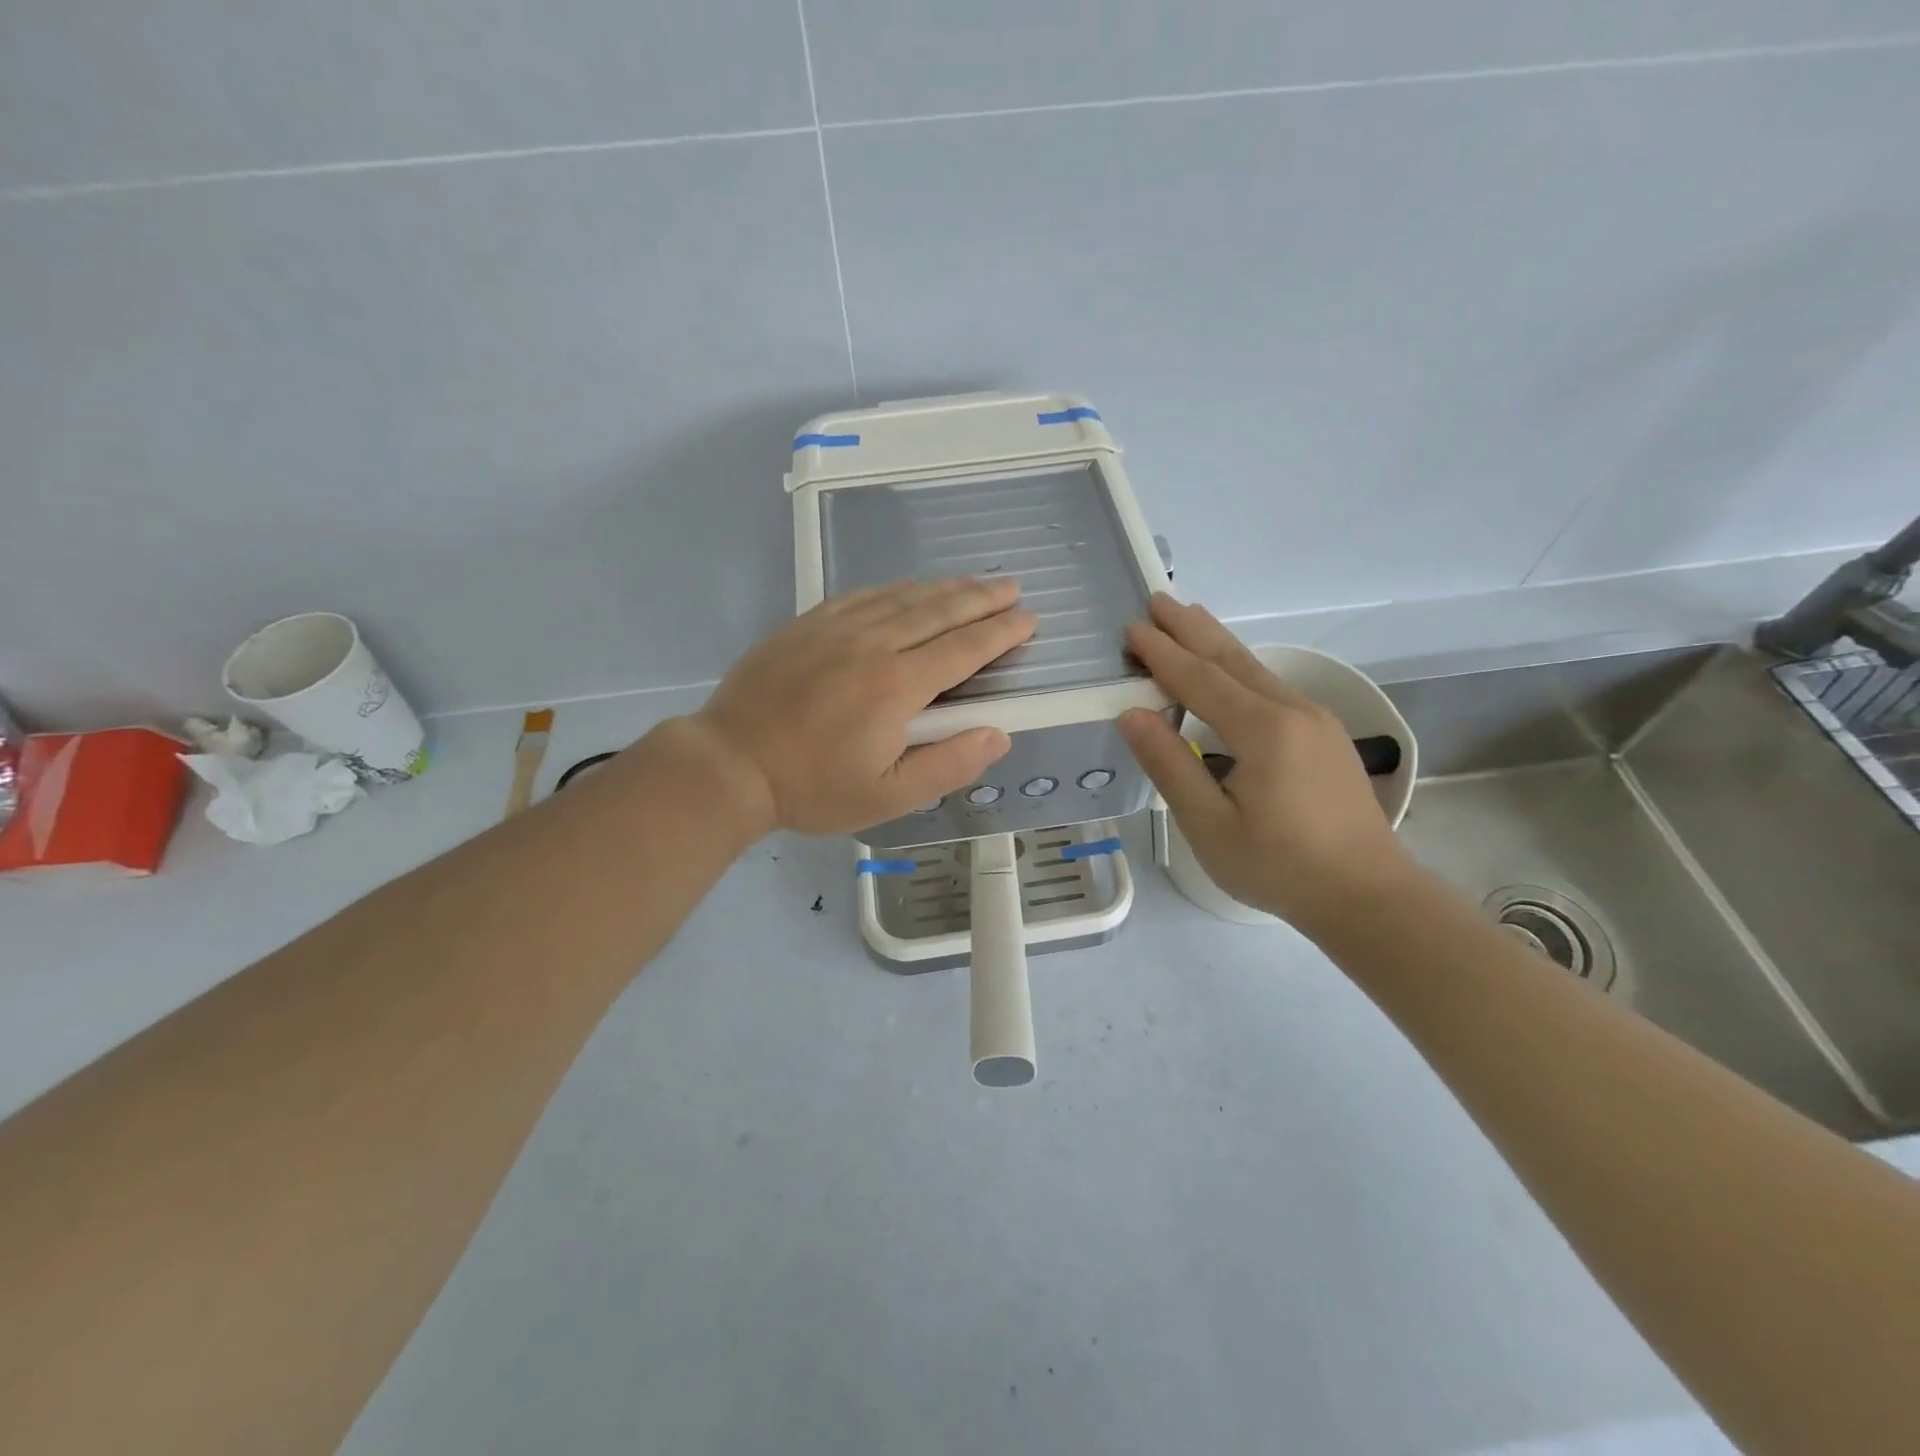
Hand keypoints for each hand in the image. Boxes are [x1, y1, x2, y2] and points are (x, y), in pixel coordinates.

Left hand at [685, 578, 1034, 835]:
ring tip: (975, 582)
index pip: (964, 649)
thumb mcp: (887, 796)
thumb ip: (948, 765)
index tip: (1027, 619)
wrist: (730, 763)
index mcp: (898, 686)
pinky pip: (863, 595)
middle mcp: (873, 645)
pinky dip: (896, 588)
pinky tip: (909, 586)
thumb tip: (998, 734)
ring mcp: (836, 629)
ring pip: (903, 597)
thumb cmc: (812, 787)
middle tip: (1012, 587)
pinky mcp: (808, 624)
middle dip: (982, 598)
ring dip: (945, 588)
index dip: (1000, 633)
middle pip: (939, 612)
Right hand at [1116, 594, 1413, 929]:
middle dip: (1191, 628)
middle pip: (1231, 658)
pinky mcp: (1325, 736)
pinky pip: (1271, 686)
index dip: (1161, 654)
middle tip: (1157, 598)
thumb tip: (1132, 714)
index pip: (1199, 679)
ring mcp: (1315, 720)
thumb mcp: (1210, 825)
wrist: (1368, 896)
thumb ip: (1170, 766)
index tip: (1130, 628)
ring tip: (1189, 616)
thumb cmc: (1280, 867)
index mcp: (1263, 730)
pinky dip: (1239, 666)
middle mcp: (1292, 711)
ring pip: (1255, 668)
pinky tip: (1230, 669)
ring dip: (1216, 641)